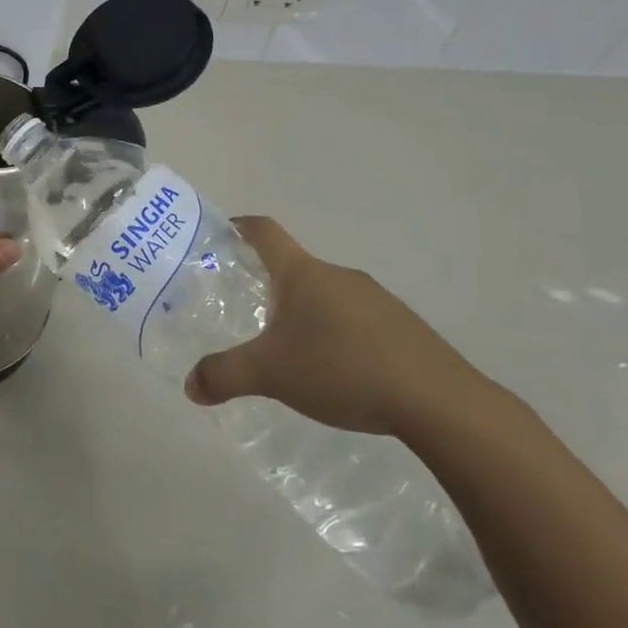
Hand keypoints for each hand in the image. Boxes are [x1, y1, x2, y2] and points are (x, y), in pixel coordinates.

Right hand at [184, 216, 491, 437]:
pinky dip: (338, 334)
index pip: (265, 231)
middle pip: (294, 267)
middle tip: (248, 311)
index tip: (222, 233)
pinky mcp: (403, 327)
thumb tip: (190, 386)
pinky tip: (338, 371)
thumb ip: (225, 376)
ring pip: (327, 295)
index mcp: (302, 273)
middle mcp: (338, 275)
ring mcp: (376, 298)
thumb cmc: (341, 368)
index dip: (241, 226)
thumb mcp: (271, 374)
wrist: (437, 401)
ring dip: (306, 313)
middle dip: (269, 284)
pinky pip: (357, 319)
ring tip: (292, 350)